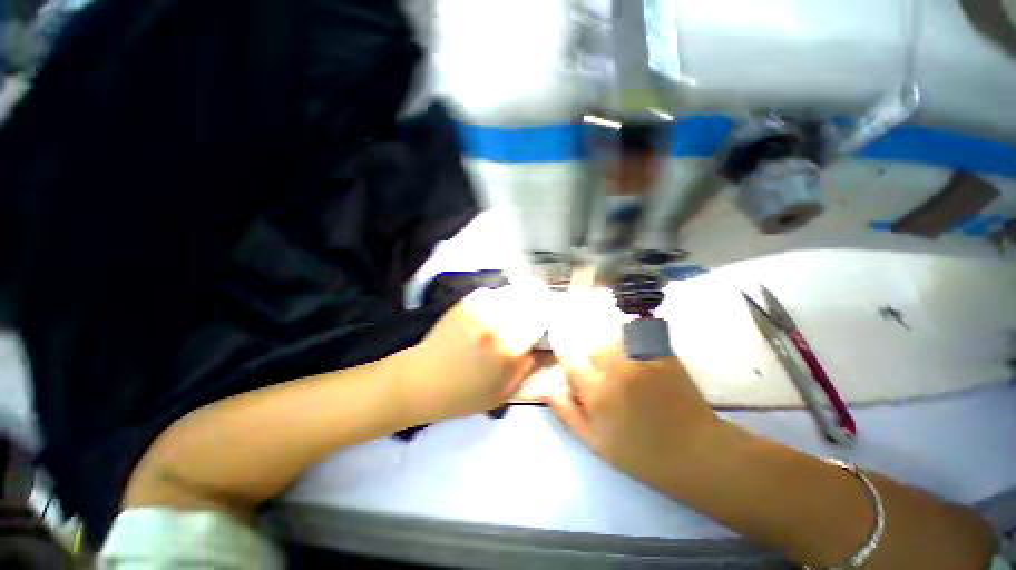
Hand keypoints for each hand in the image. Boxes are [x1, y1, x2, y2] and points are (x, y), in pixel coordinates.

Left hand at [402, 286, 547, 422]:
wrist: (421, 381)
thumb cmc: (462, 395)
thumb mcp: (503, 394)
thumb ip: (528, 369)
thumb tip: (546, 349)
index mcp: (509, 347)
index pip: (542, 319)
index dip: (548, 318)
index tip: (548, 321)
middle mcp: (497, 322)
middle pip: (530, 299)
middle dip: (538, 303)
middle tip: (536, 312)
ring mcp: (480, 309)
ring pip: (512, 292)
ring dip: (519, 299)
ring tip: (517, 309)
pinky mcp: (466, 303)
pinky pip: (492, 293)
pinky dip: (499, 299)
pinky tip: (495, 309)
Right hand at [543, 341, 720, 490]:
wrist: (697, 453)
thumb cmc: (642, 455)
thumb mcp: (596, 444)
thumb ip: (567, 414)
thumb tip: (545, 390)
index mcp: (597, 393)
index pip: (569, 361)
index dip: (568, 362)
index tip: (573, 368)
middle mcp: (616, 368)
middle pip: (591, 347)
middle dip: (592, 360)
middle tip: (605, 378)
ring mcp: (641, 357)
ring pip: (612, 339)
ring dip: (612, 351)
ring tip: (624, 370)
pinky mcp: (661, 352)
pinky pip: (637, 335)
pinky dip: (632, 343)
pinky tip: (640, 361)